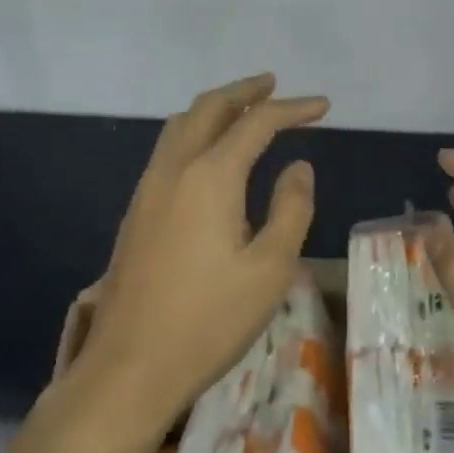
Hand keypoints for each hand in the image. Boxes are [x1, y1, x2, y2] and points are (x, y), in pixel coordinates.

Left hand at [76, 74, 327, 438]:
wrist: (130, 366)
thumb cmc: (209, 321)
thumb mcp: (270, 269)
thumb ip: (291, 209)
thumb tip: (299, 167)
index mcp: (210, 176)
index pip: (256, 123)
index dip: (292, 109)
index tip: (323, 106)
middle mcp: (174, 169)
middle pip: (209, 108)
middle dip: (244, 92)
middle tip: (273, 85)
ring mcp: (149, 188)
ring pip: (181, 125)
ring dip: (214, 108)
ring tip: (243, 111)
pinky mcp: (137, 211)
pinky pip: (168, 149)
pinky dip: (195, 132)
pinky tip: (210, 156)